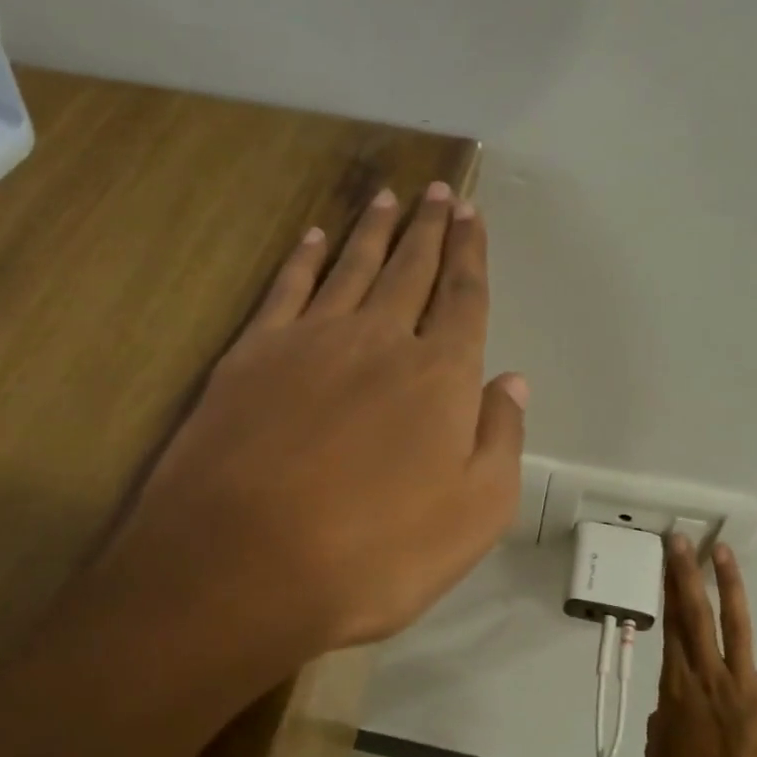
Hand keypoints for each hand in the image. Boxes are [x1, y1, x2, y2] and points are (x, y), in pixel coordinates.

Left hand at [110, 182, 526, 664]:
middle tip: (437, 191)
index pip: (464, 299)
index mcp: (440, 377)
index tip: (473, 215)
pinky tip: (314, 237)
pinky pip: (287, 289)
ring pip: (352, 267)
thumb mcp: (475, 515)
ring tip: (388, 197)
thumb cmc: (376, 554)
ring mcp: (310, 341)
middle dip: (429, 229)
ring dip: (373, 230)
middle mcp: (379, 341)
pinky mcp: (251, 356)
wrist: (244, 565)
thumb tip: (512, 382)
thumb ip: (501, 440)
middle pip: (411, 270)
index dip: (472, 255)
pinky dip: (304, 258)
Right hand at [646, 537, 756, 756]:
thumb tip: (674, 704)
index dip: (666, 591)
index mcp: (676, 686)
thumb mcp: (658, 749)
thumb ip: (664, 717)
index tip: (665, 562)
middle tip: (683, 540)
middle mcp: (707, 673)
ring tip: (723, 553)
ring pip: (734, 623)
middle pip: (695, 614)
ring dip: (728, 584)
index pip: (670, 626)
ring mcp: (745, 682)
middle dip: (687, 573)